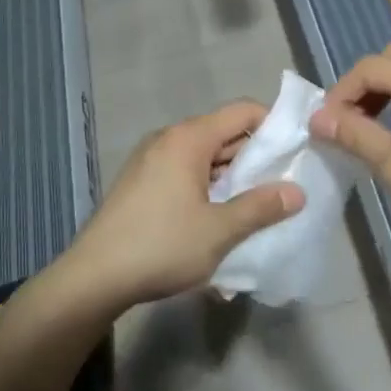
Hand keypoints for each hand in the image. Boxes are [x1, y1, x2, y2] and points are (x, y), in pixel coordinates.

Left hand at [60, 100, 306, 311]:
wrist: (93, 278)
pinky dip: (207, 186)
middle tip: (284, 183)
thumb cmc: (160, 246)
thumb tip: (298, 192)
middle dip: (255, 157)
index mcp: (189, 138)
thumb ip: (260, 208)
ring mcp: (151, 159)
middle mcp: (169, 138)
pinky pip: (185, 171)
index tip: (296, 150)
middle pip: (224, 133)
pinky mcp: (141, 182)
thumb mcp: (219, 231)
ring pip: (205, 156)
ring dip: (231, 176)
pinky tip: (219, 218)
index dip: (273, 125)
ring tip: (257, 205)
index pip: (242, 111)